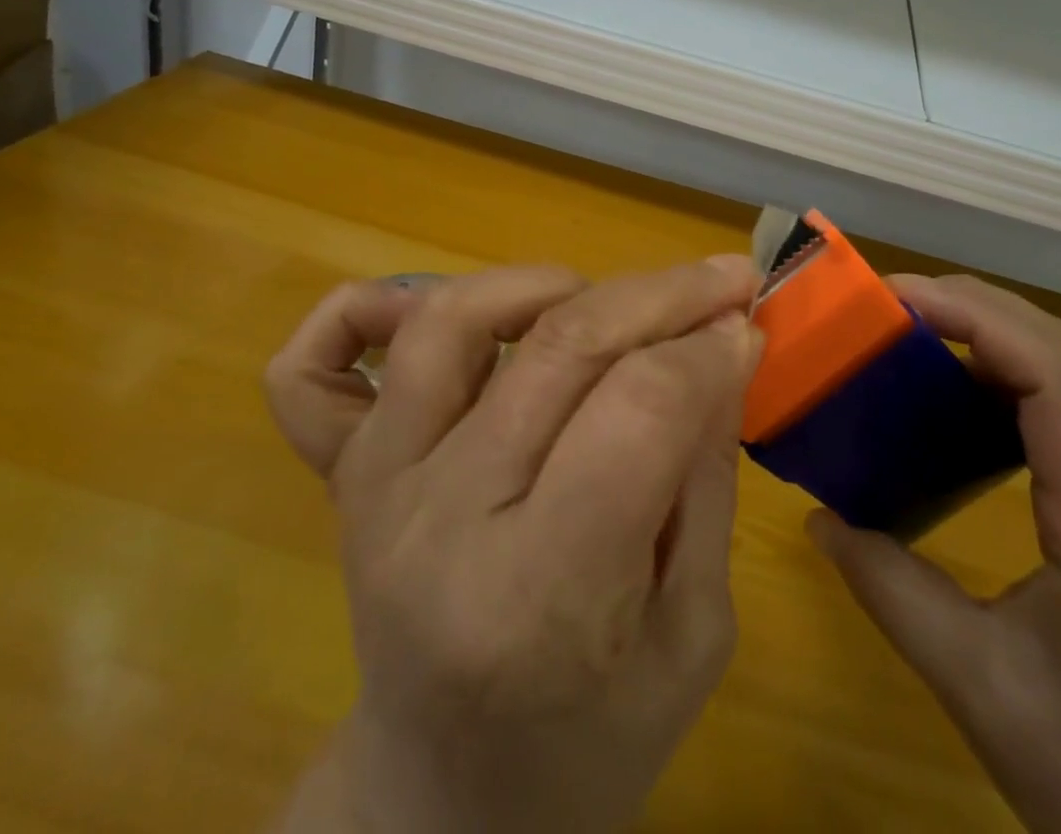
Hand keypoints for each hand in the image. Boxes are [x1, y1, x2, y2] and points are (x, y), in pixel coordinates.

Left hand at [266, 257, 761, 833]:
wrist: (442, 807)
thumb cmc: (588, 743)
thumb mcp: (689, 638)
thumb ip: (704, 480)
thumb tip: (721, 346)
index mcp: (539, 597)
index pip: (638, 412)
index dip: (707, 351)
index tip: (748, 325)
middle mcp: (442, 522)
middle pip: (561, 348)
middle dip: (661, 294)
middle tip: (720, 279)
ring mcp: (379, 486)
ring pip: (451, 323)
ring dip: (543, 284)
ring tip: (601, 299)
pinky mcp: (344, 472)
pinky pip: (312, 369)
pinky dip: (366, 308)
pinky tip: (431, 309)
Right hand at [809, 275, 1060, 833]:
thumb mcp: (977, 687)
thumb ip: (890, 591)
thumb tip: (819, 517)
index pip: (1060, 378)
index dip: (980, 319)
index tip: (899, 300)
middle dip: (981, 309)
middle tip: (893, 303)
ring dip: (995, 334)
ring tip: (916, 332)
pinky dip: (1005, 376)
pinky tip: (955, 398)